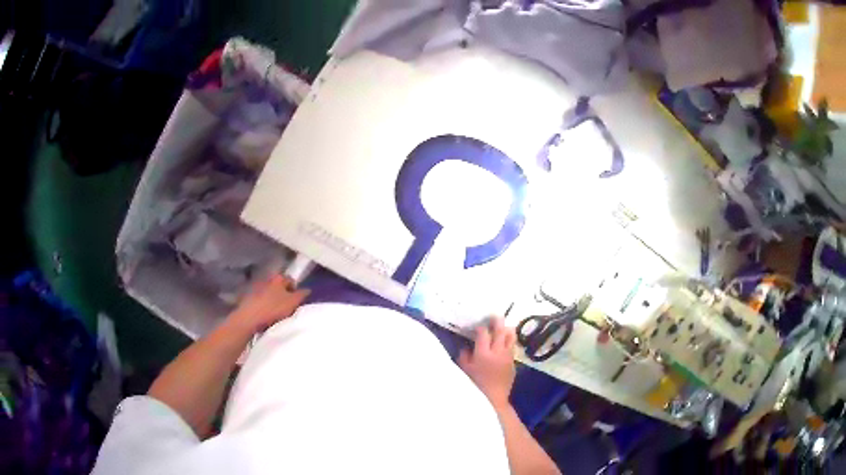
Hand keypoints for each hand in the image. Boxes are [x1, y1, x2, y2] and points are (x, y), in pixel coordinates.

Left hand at [228, 274, 309, 332]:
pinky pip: (261, 301)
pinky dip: (265, 306)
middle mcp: (267, 280)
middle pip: (279, 286)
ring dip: (273, 300)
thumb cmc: (273, 309)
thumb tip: (308, 289)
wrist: (249, 318)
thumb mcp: (292, 302)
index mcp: (278, 278)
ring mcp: (256, 288)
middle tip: (288, 307)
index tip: (297, 301)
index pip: (290, 280)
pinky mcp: (249, 298)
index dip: (295, 290)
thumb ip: (301, 295)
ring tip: (277, 313)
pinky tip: (266, 316)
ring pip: (270, 293)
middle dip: (284, 294)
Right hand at [458, 317, 515, 408]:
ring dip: (506, 330)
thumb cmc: (474, 386)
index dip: (480, 328)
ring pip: (511, 337)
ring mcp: (507, 357)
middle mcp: (497, 352)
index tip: (478, 326)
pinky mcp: (513, 363)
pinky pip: (512, 348)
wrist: (492, 400)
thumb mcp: (464, 370)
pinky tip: (504, 344)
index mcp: (483, 354)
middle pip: (500, 331)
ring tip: (503, 327)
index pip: (483, 333)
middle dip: (497, 322)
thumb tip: (467, 347)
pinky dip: (508, 343)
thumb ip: (464, 356)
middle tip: (495, 316)